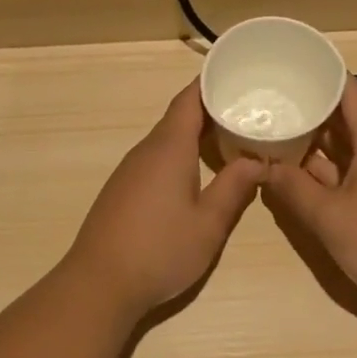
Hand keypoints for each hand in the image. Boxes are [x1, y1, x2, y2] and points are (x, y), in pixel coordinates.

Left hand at [63, 81, 263, 317]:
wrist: (99, 284)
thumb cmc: (159, 250)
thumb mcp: (209, 224)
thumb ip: (234, 188)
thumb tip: (258, 160)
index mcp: (169, 148)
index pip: (189, 100)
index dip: (210, 83)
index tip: (236, 73)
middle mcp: (146, 150)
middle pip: (179, 117)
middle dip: (210, 108)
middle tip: (246, 107)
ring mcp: (130, 170)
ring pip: (167, 139)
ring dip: (195, 133)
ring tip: (229, 136)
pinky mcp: (122, 190)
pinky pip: (156, 157)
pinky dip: (180, 153)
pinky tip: (197, 171)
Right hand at [263, 78, 356, 308]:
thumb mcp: (329, 217)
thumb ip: (293, 189)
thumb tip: (262, 167)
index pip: (350, 92)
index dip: (323, 76)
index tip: (292, 68)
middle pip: (347, 118)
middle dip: (312, 108)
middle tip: (272, 100)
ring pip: (348, 147)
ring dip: (317, 141)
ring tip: (277, 130)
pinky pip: (352, 171)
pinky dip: (327, 168)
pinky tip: (299, 172)